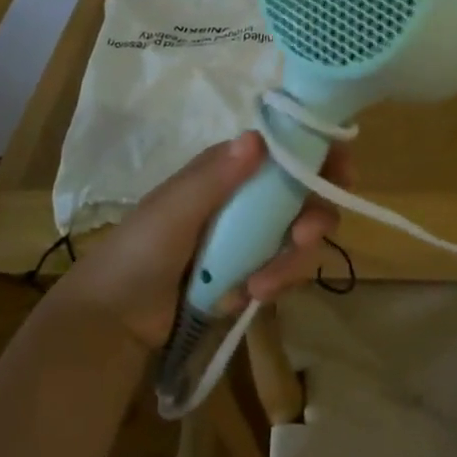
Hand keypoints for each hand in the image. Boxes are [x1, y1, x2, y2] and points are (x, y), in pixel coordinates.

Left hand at [51, 131, 350, 349]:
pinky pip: (284, 271)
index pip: (287, 150)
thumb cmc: (139, 252)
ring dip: (289, 262)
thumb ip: (216, 176)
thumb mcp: (174, 210)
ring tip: (257, 288)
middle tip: (303, 237)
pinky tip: (244, 298)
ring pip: (299, 239)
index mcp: (228, 170)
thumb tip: (258, 136)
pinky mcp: (251, 272)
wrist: (114, 320)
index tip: (342, 174)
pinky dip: (273, 284)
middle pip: (305, 197)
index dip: (320, 155)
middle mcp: (246, 198)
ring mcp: (250, 237)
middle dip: (313, 218)